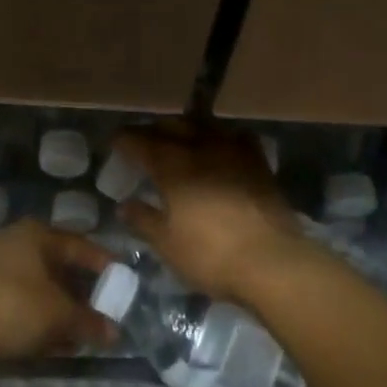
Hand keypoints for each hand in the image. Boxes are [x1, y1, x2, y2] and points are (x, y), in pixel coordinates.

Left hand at [0, 220, 115, 360]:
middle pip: (56, 266)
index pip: (81, 246)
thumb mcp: (58, 316)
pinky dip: (31, 317)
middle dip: (78, 292)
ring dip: (54, 308)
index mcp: (39, 235)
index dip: (103, 265)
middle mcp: (15, 242)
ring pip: (34, 286)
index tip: (121, 282)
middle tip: (98, 313)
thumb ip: (88, 323)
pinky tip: (40, 340)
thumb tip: (114, 332)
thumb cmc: (12, 304)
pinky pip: (14, 301)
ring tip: (72, 334)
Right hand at [112, 121, 311, 306]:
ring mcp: (233, 151)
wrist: (272, 261)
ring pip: (204, 125)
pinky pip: (236, 137)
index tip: (115, 141)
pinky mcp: (258, 162)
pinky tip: (221, 147)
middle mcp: (201, 148)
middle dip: (153, 130)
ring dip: (186, 128)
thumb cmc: (211, 254)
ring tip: (179, 138)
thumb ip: (143, 220)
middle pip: (172, 126)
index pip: (141, 141)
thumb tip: (125, 205)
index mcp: (173, 165)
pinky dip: (221, 137)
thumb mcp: (167, 244)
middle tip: (143, 140)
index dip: (125, 139)